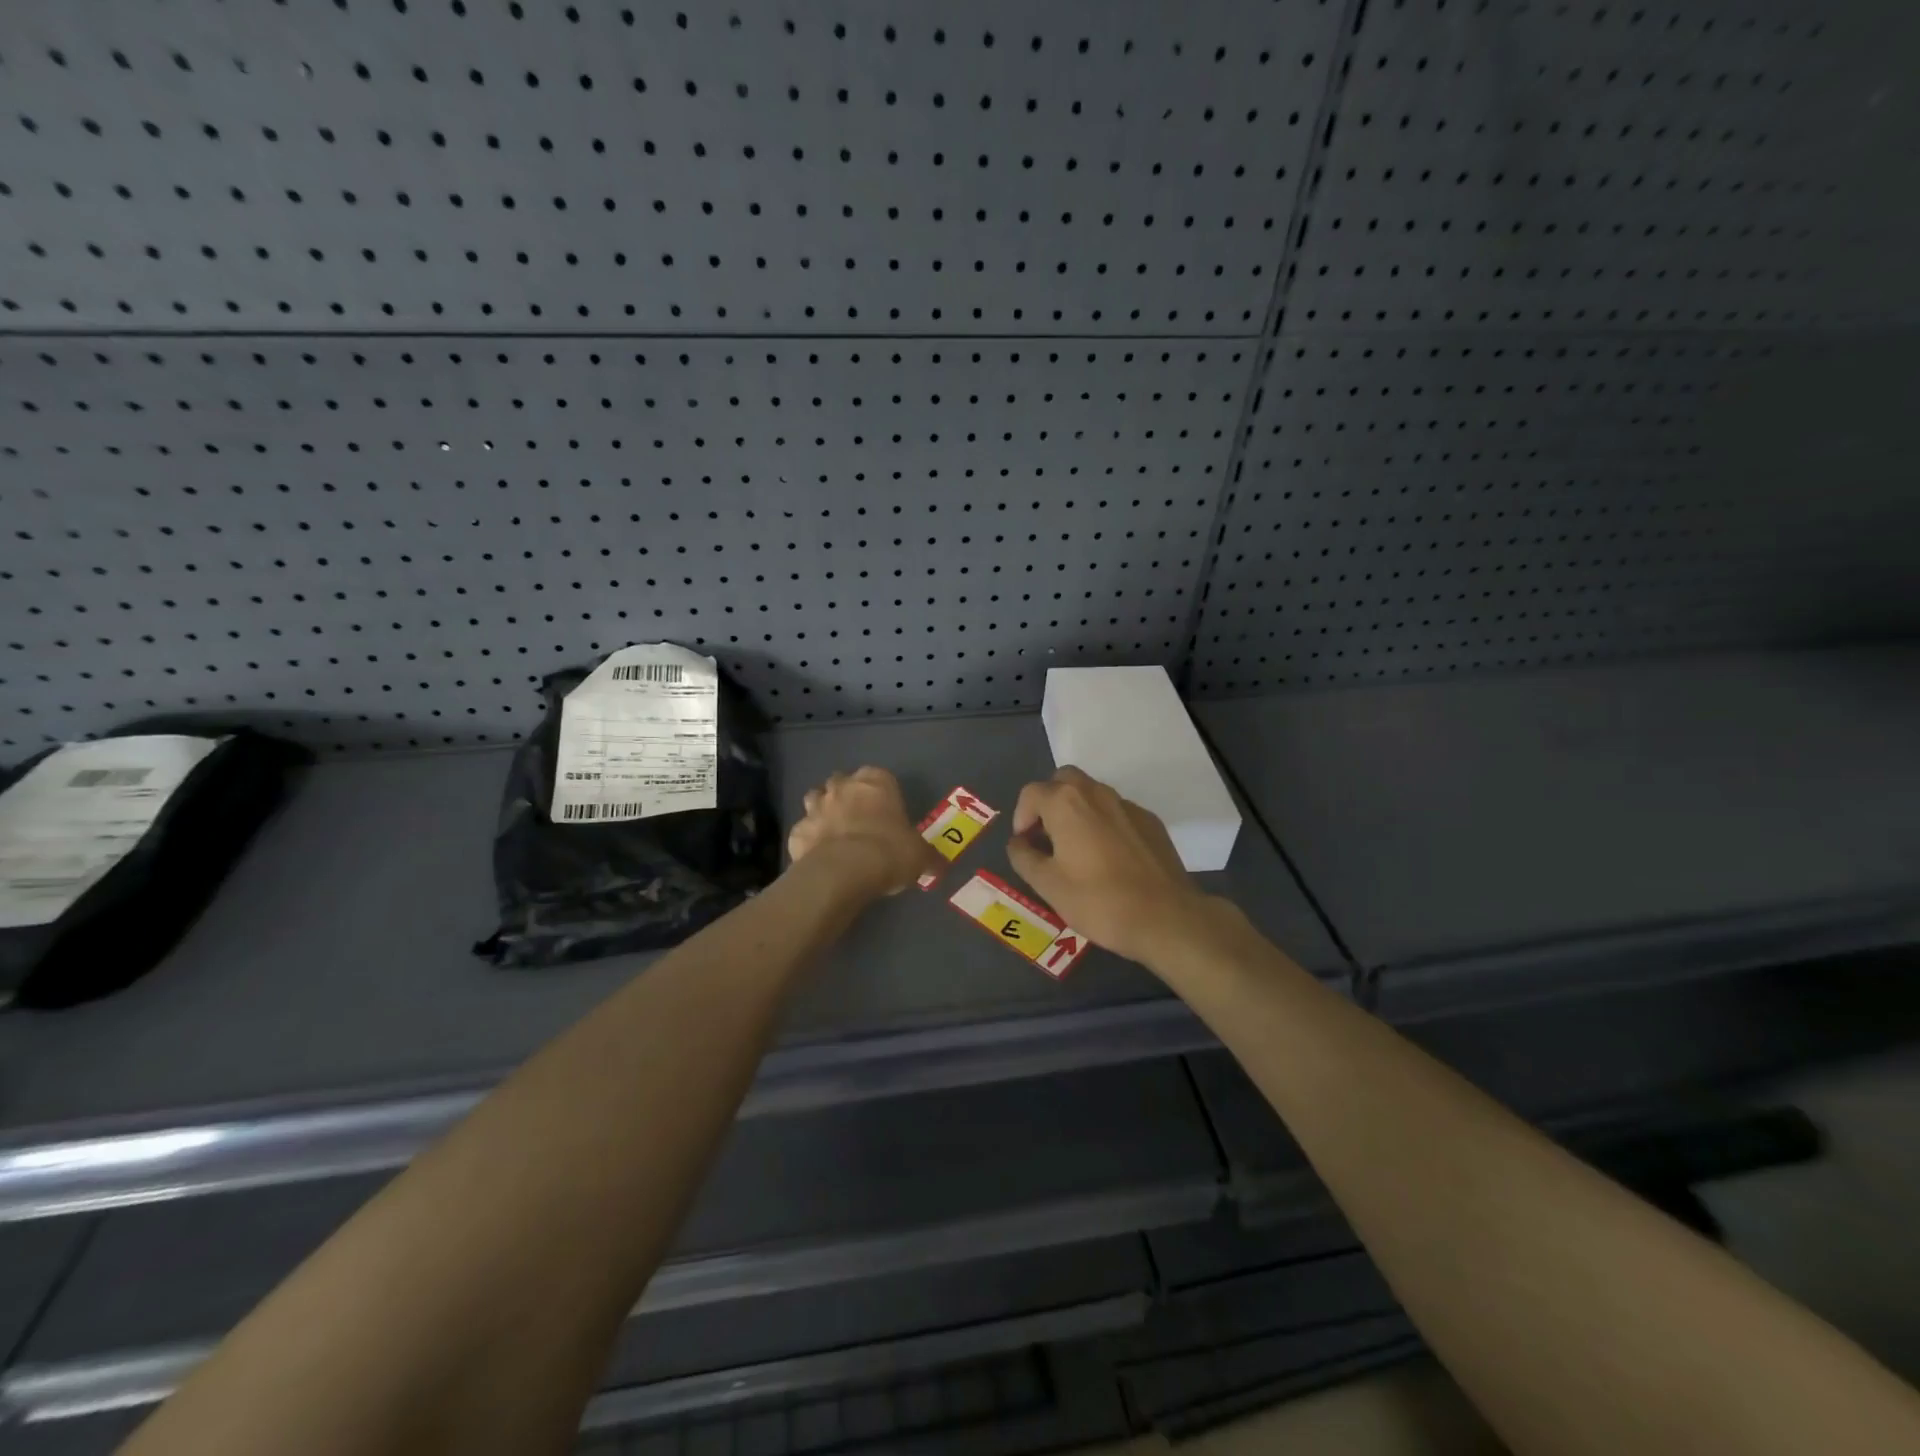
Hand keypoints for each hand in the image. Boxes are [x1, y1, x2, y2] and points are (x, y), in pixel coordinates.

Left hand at [787, 766, 942, 897]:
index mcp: (876, 783)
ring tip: (836, 833)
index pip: (878, 775)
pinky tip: (818, 857)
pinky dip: (809, 840)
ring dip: (823, 811)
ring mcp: (815, 808)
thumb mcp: (919, 855)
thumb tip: (939, 864)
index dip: (881, 791)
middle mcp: (843, 787)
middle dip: (847, 795)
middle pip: (842, 782)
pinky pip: (804, 832)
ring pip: (815, 799)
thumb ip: (927, 856)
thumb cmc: (889, 852)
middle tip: (860, 820)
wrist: (844, 872)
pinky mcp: (796, 832)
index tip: (886, 810)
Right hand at [1005, 767, 1215, 964]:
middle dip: (1049, 801)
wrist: (1166, 917)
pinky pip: (1117, 812)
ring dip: (1077, 811)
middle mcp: (1096, 793)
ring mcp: (1128, 806)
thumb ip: (1024, 858)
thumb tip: (1018, 842)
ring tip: (1076, 850)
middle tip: (1047, 836)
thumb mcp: (1048, 886)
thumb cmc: (1099, 901)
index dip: (1021, 817)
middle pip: (1064, 780)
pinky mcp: (1151, 822)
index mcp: (1066, 803)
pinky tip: (1109, 859)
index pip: (1031, 793)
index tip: (1025, 845)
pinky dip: (1104, 824)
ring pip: (1093, 793)